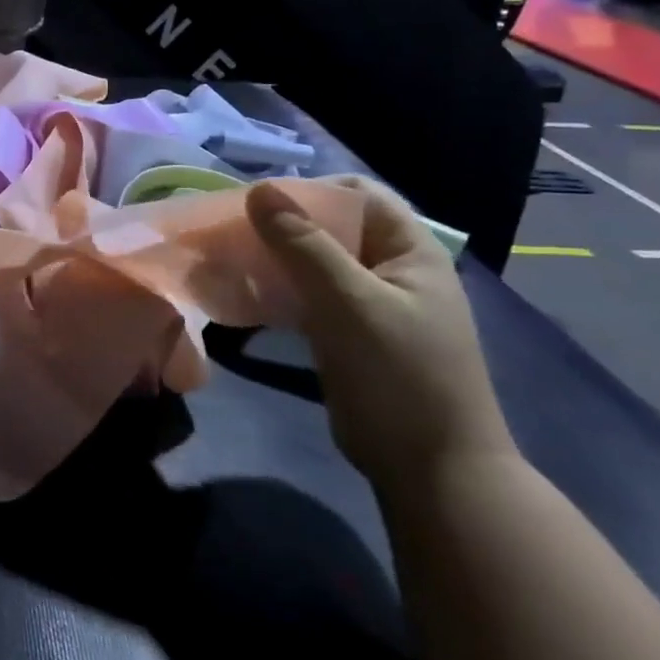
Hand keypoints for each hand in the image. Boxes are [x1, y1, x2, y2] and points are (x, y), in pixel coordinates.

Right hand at [245, 178, 515, 498]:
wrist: (430, 470)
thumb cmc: (399, 375)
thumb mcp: (350, 302)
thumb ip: (304, 244)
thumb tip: (259, 189)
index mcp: (410, 251)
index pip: (358, 194)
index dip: (310, 190)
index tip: (257, 203)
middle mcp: (391, 269)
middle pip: (332, 227)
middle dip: (282, 224)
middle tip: (232, 232)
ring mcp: (369, 304)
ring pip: (314, 262)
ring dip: (274, 257)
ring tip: (229, 260)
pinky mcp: (348, 334)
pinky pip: (308, 295)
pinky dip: (278, 289)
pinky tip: (245, 295)